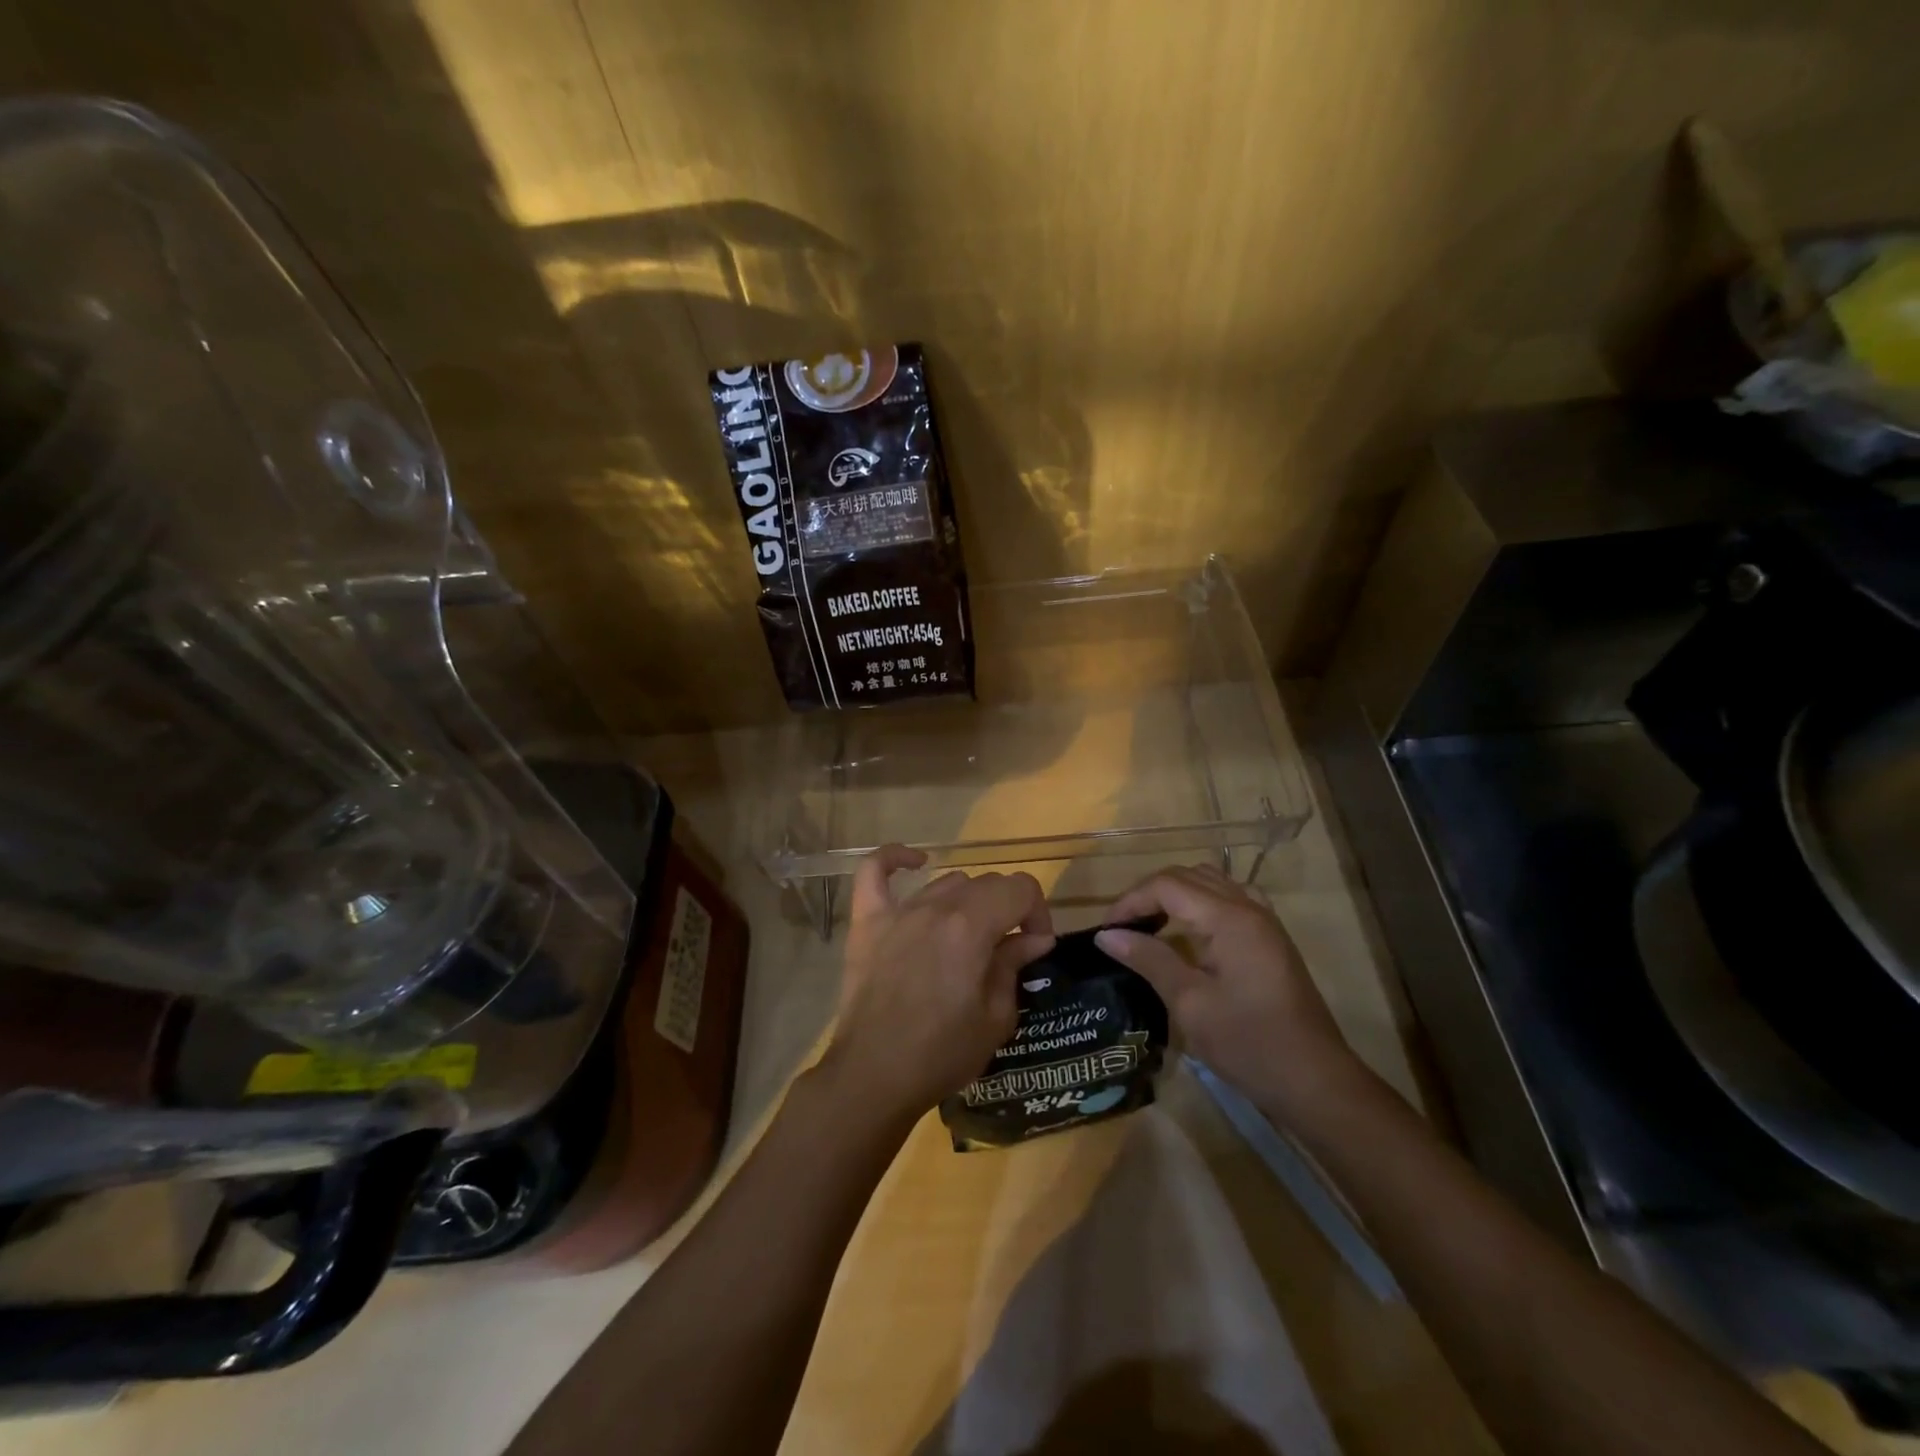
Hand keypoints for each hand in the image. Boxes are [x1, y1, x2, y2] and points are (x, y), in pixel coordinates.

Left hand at [821, 845, 1055, 1121]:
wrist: (874, 1077)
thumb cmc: (942, 1054)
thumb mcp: (996, 1018)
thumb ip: (1014, 966)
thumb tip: (1034, 939)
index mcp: (972, 926)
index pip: (1020, 888)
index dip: (1038, 913)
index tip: (1036, 946)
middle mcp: (936, 907)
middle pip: (986, 883)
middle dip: (1008, 910)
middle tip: (1008, 950)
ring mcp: (897, 911)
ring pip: (946, 883)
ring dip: (968, 902)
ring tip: (968, 936)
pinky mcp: (866, 922)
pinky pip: (873, 872)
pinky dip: (894, 859)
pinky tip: (916, 863)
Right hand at [1095, 865, 1358, 1115]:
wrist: (1315, 1082)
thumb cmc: (1248, 1044)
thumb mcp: (1189, 1004)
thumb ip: (1149, 959)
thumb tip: (1107, 935)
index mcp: (1229, 918)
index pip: (1167, 885)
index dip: (1131, 901)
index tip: (1105, 931)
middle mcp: (1248, 907)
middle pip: (1188, 876)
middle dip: (1148, 894)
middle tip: (1121, 928)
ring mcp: (1264, 921)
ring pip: (1210, 882)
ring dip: (1175, 894)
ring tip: (1150, 924)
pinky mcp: (1270, 939)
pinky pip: (1230, 899)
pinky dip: (1202, 903)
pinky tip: (1191, 930)